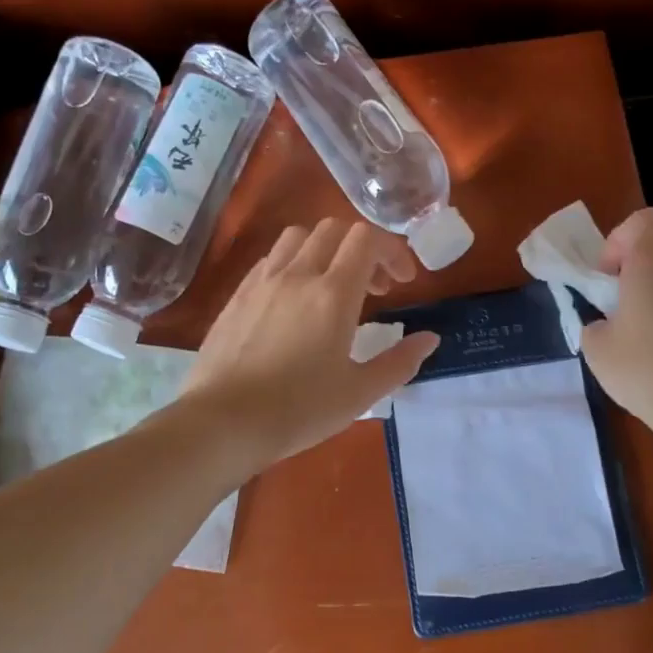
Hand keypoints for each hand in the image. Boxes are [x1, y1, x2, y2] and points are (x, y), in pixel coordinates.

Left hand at [181, 220, 439, 470]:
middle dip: (362, 249)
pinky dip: (293, 264)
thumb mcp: (359, 393)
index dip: (392, 251)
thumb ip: (399, 362)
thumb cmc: (298, 411)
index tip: (403, 283)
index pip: (367, 239)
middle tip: (374, 289)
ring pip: (298, 237)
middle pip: (334, 229)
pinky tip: (294, 301)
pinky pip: (270, 259)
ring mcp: (262, 281)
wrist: (222, 423)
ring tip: (333, 287)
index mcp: (333, 294)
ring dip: (325, 250)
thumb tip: (430, 339)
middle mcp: (297, 275)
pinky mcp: (237, 295)